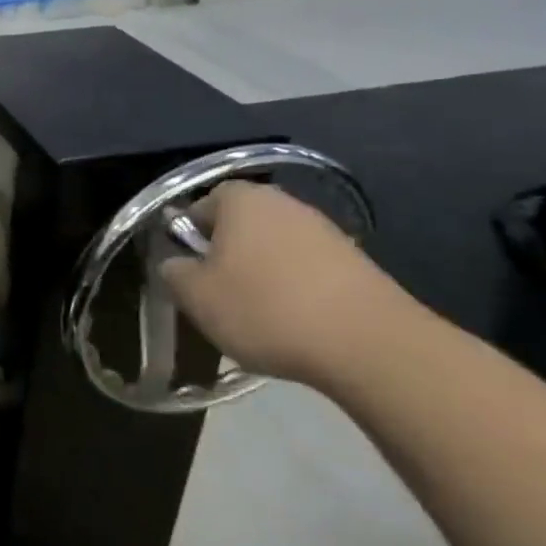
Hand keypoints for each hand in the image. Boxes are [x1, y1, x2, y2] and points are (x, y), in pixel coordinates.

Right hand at [158, 181, 425, 385]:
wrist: (371, 346)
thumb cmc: (266, 309)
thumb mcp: (196, 296)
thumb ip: (174, 272)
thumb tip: (177, 264)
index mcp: (242, 200)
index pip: (202, 204)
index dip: (189, 235)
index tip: (189, 271)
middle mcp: (285, 204)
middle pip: (241, 226)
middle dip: (227, 255)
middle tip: (218, 295)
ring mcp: (326, 232)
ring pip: (275, 250)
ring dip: (263, 275)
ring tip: (257, 317)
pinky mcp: (358, 265)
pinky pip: (309, 271)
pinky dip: (297, 292)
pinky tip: (295, 325)